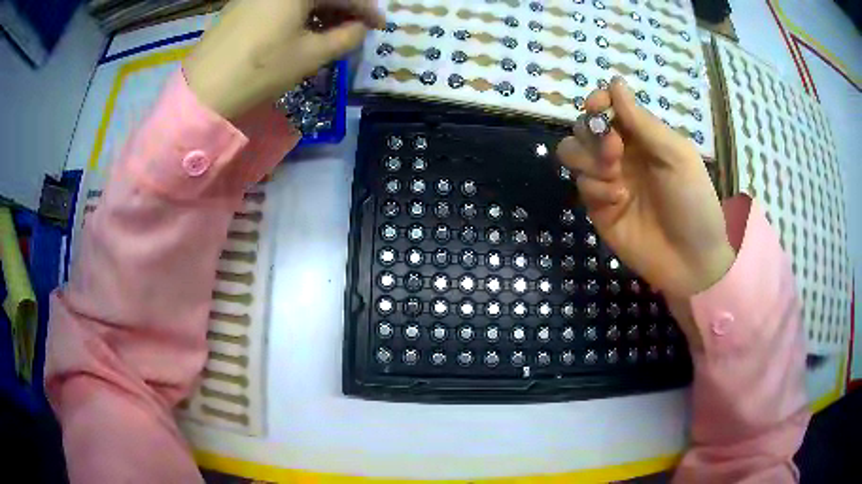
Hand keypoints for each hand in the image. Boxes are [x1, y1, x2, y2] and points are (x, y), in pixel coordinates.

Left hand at [183, 0, 383, 119]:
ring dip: (321, 11)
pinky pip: (281, 3)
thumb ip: (346, 36)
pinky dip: (298, 13)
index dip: (367, 9)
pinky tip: (303, 30)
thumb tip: (359, 28)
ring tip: (332, 32)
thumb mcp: (311, 54)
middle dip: (343, 9)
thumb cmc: (261, 69)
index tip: (381, 26)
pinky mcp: (242, 6)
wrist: (203, 91)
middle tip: (356, 29)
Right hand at [556, 77, 734, 298]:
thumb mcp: (676, 155)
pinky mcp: (599, 209)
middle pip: (584, 128)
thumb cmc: (693, 202)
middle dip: (593, 135)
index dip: (597, 102)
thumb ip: (643, 121)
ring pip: (573, 153)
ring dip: (589, 160)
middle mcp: (622, 155)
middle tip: (615, 152)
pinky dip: (597, 190)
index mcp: (642, 137)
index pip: (607, 108)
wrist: (691, 261)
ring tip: (615, 178)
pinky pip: (581, 186)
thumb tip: (614, 82)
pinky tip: (619, 203)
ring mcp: (609, 182)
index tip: (597, 107)